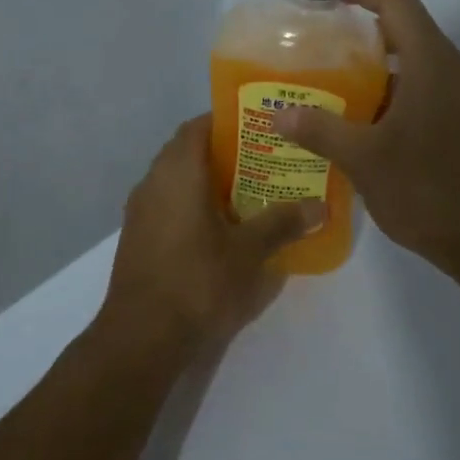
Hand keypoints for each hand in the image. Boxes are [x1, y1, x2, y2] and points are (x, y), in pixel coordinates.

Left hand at [98, 116, 322, 358]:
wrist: (141, 337)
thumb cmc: (197, 282)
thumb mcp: (248, 252)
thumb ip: (283, 223)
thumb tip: (321, 206)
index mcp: (177, 172)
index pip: (199, 126)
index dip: (229, 122)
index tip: (261, 129)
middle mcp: (153, 182)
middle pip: (188, 152)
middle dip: (224, 154)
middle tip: (265, 162)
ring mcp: (140, 212)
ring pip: (176, 181)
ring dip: (208, 182)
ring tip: (250, 194)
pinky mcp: (137, 238)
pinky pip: (168, 206)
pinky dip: (193, 206)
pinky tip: (221, 229)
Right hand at [273, 0, 459, 273]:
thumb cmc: (429, 190)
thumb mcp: (364, 160)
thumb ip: (320, 131)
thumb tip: (279, 115)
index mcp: (433, 64)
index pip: (399, 2)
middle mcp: (457, 73)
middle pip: (411, 32)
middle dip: (366, 34)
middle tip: (323, 51)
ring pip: (422, 68)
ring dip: (382, 72)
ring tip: (339, 92)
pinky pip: (433, 95)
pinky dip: (400, 98)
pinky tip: (372, 130)